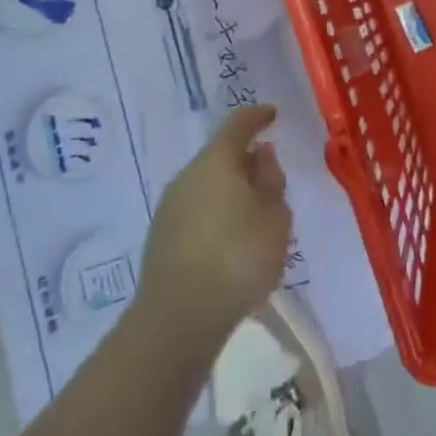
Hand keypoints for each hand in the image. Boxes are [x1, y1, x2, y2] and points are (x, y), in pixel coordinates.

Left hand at [139, 106, 292, 350]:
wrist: (177, 321)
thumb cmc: (237, 257)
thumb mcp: (275, 217)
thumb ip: (272, 181)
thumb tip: (261, 157)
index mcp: (217, 160)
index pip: (239, 124)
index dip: (258, 116)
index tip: (272, 115)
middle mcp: (188, 175)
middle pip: (221, 157)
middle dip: (246, 164)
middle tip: (271, 182)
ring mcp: (170, 208)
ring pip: (208, 187)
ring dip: (231, 194)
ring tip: (255, 220)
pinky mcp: (160, 240)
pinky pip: (197, 213)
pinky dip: (217, 218)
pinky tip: (231, 245)